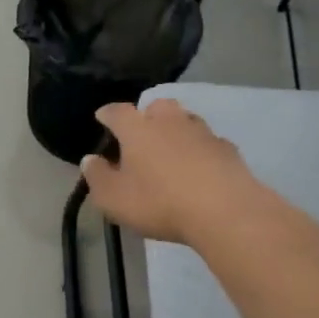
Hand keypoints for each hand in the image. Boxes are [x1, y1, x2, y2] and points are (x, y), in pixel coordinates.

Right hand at [80, 99, 253, 244]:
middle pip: (156, 107)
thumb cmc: (159, 202)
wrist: (224, 211)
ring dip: (176, 130)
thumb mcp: (114, 198)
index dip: (107, 114)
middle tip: (142, 132)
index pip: (117, 112)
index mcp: (137, 129)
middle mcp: (169, 121)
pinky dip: (201, 150)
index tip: (102, 117)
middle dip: (147, 115)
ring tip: (171, 149)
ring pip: (185, 121)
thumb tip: (90, 159)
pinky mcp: (228, 149)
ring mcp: (202, 133)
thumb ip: (97, 177)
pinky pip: (209, 143)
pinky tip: (200, 167)